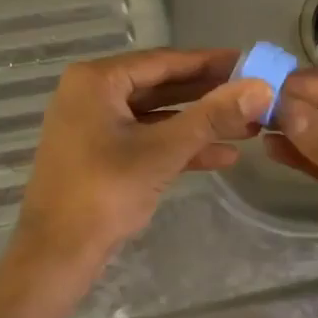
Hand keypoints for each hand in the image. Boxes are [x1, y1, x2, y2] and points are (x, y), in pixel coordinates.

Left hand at [10, 48, 272, 282]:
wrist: (55, 256)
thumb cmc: (104, 192)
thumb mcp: (163, 150)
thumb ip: (212, 116)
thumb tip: (262, 88)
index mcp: (97, 80)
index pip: (164, 61)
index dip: (209, 62)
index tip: (249, 61)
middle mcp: (92, 93)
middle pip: (161, 86)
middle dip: (208, 95)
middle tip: (254, 94)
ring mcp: (94, 125)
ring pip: (156, 115)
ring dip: (199, 123)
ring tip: (248, 128)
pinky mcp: (100, 154)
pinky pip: (146, 139)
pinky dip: (179, 146)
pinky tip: (222, 156)